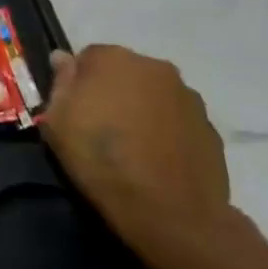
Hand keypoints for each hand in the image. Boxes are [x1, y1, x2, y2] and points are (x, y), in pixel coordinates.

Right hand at [43, 45, 231, 265]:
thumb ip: (61, 82)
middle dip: (112, 91)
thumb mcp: (57, 120)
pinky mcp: (210, 127)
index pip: (87, 57)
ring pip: (153, 94)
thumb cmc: (100, 158)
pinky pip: (177, 119)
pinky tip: (155, 158)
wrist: (171, 211)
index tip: (74, 109)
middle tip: (99, 125)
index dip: (78, 83)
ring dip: (141, 108)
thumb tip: (63, 58)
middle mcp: (155, 67)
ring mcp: (188, 97)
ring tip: (131, 145)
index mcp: (113, 59)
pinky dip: (165, 130)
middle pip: (124, 72)